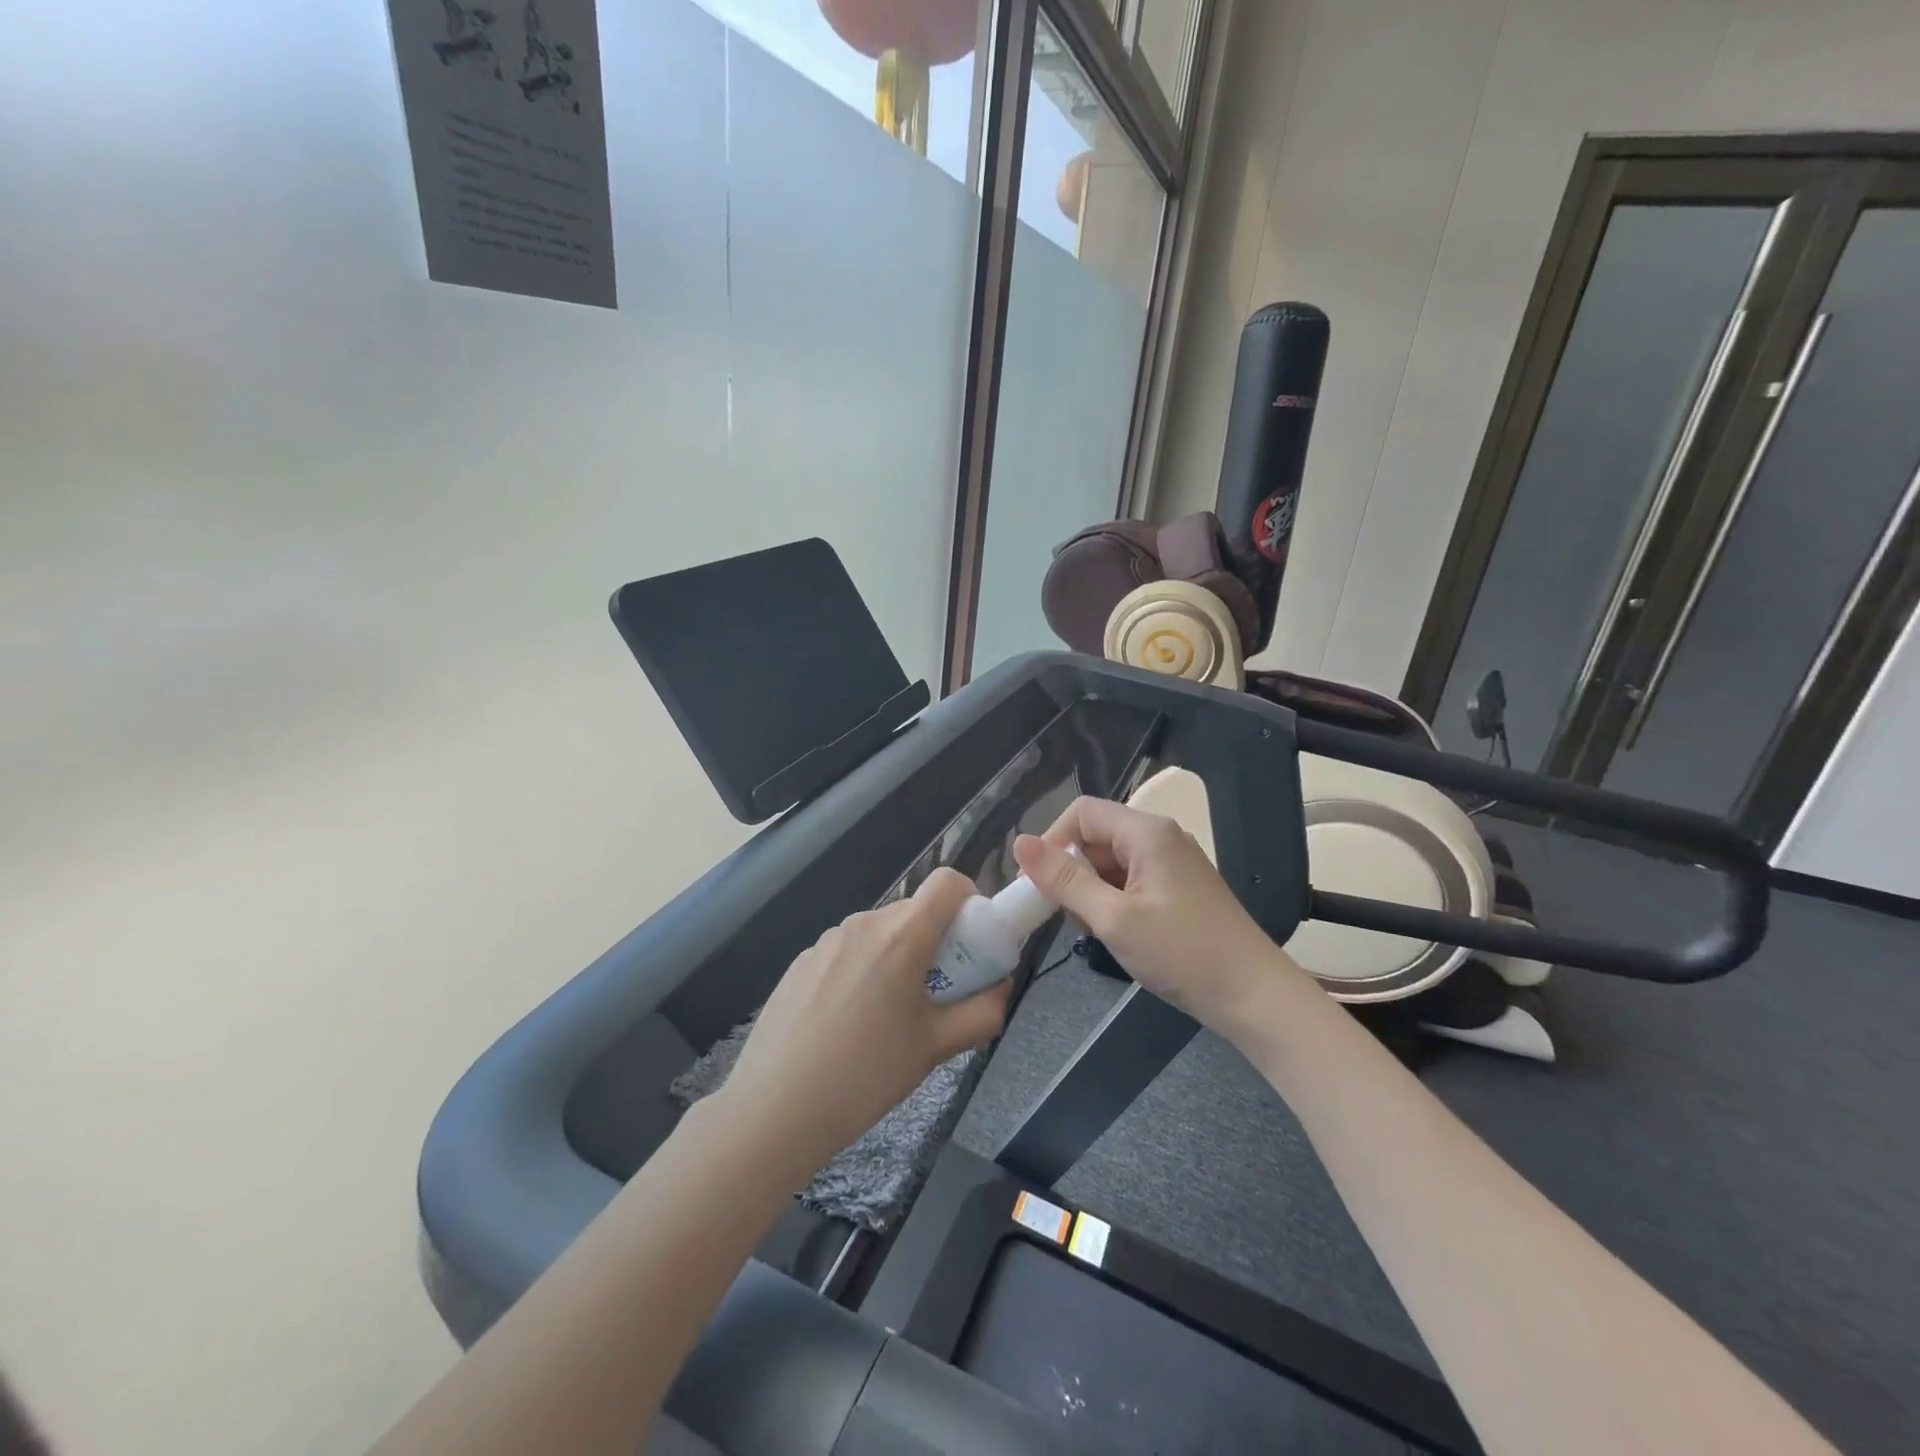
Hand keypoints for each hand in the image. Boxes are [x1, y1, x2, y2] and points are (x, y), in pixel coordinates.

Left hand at [720, 868, 1010, 1171]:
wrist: (775, 1108)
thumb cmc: (866, 1074)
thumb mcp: (936, 1048)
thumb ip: (982, 1013)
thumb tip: (1001, 988)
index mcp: (902, 935)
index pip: (947, 882)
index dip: (970, 900)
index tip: (972, 943)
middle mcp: (864, 923)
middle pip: (914, 911)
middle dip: (936, 941)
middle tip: (937, 993)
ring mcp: (827, 940)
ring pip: (880, 932)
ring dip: (897, 957)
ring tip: (889, 1016)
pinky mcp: (801, 961)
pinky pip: (847, 951)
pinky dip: (862, 970)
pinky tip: (847, 1023)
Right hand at [1013, 797, 1310, 1034]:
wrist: (1254, 996)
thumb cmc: (1182, 953)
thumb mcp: (1113, 918)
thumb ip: (1064, 880)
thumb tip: (1019, 843)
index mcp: (1146, 832)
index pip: (1082, 812)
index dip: (1053, 840)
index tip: (1039, 884)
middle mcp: (1160, 837)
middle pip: (1097, 835)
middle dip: (1073, 870)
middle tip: (1066, 915)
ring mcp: (1172, 862)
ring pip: (1111, 860)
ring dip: (1092, 889)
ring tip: (1095, 930)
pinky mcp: (1179, 887)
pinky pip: (1131, 879)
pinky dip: (1114, 900)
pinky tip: (1118, 933)